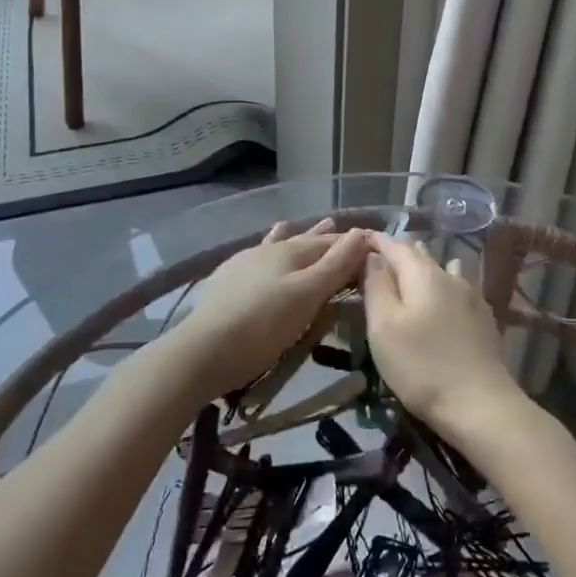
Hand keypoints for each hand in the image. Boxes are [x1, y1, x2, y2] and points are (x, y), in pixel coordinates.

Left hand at [161, 219, 369, 403]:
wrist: (202, 351)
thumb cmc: (263, 325)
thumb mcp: (307, 296)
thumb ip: (335, 265)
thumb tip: (361, 232)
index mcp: (291, 251)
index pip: (332, 243)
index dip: (353, 244)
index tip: (372, 244)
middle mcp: (269, 250)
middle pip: (305, 240)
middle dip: (326, 237)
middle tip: (342, 228)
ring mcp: (245, 263)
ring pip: (279, 244)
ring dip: (298, 237)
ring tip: (310, 226)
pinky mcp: (227, 280)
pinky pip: (259, 257)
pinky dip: (271, 248)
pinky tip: (264, 249)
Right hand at [363, 233, 527, 443]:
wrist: (480, 404)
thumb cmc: (421, 365)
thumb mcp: (384, 326)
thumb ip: (376, 286)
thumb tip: (373, 256)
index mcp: (422, 274)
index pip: (395, 246)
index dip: (376, 241)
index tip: (358, 240)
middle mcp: (449, 276)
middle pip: (420, 255)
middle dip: (398, 252)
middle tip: (377, 258)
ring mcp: (471, 296)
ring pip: (442, 269)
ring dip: (423, 267)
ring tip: (409, 271)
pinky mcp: (483, 318)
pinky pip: (459, 287)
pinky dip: (443, 284)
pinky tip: (446, 292)